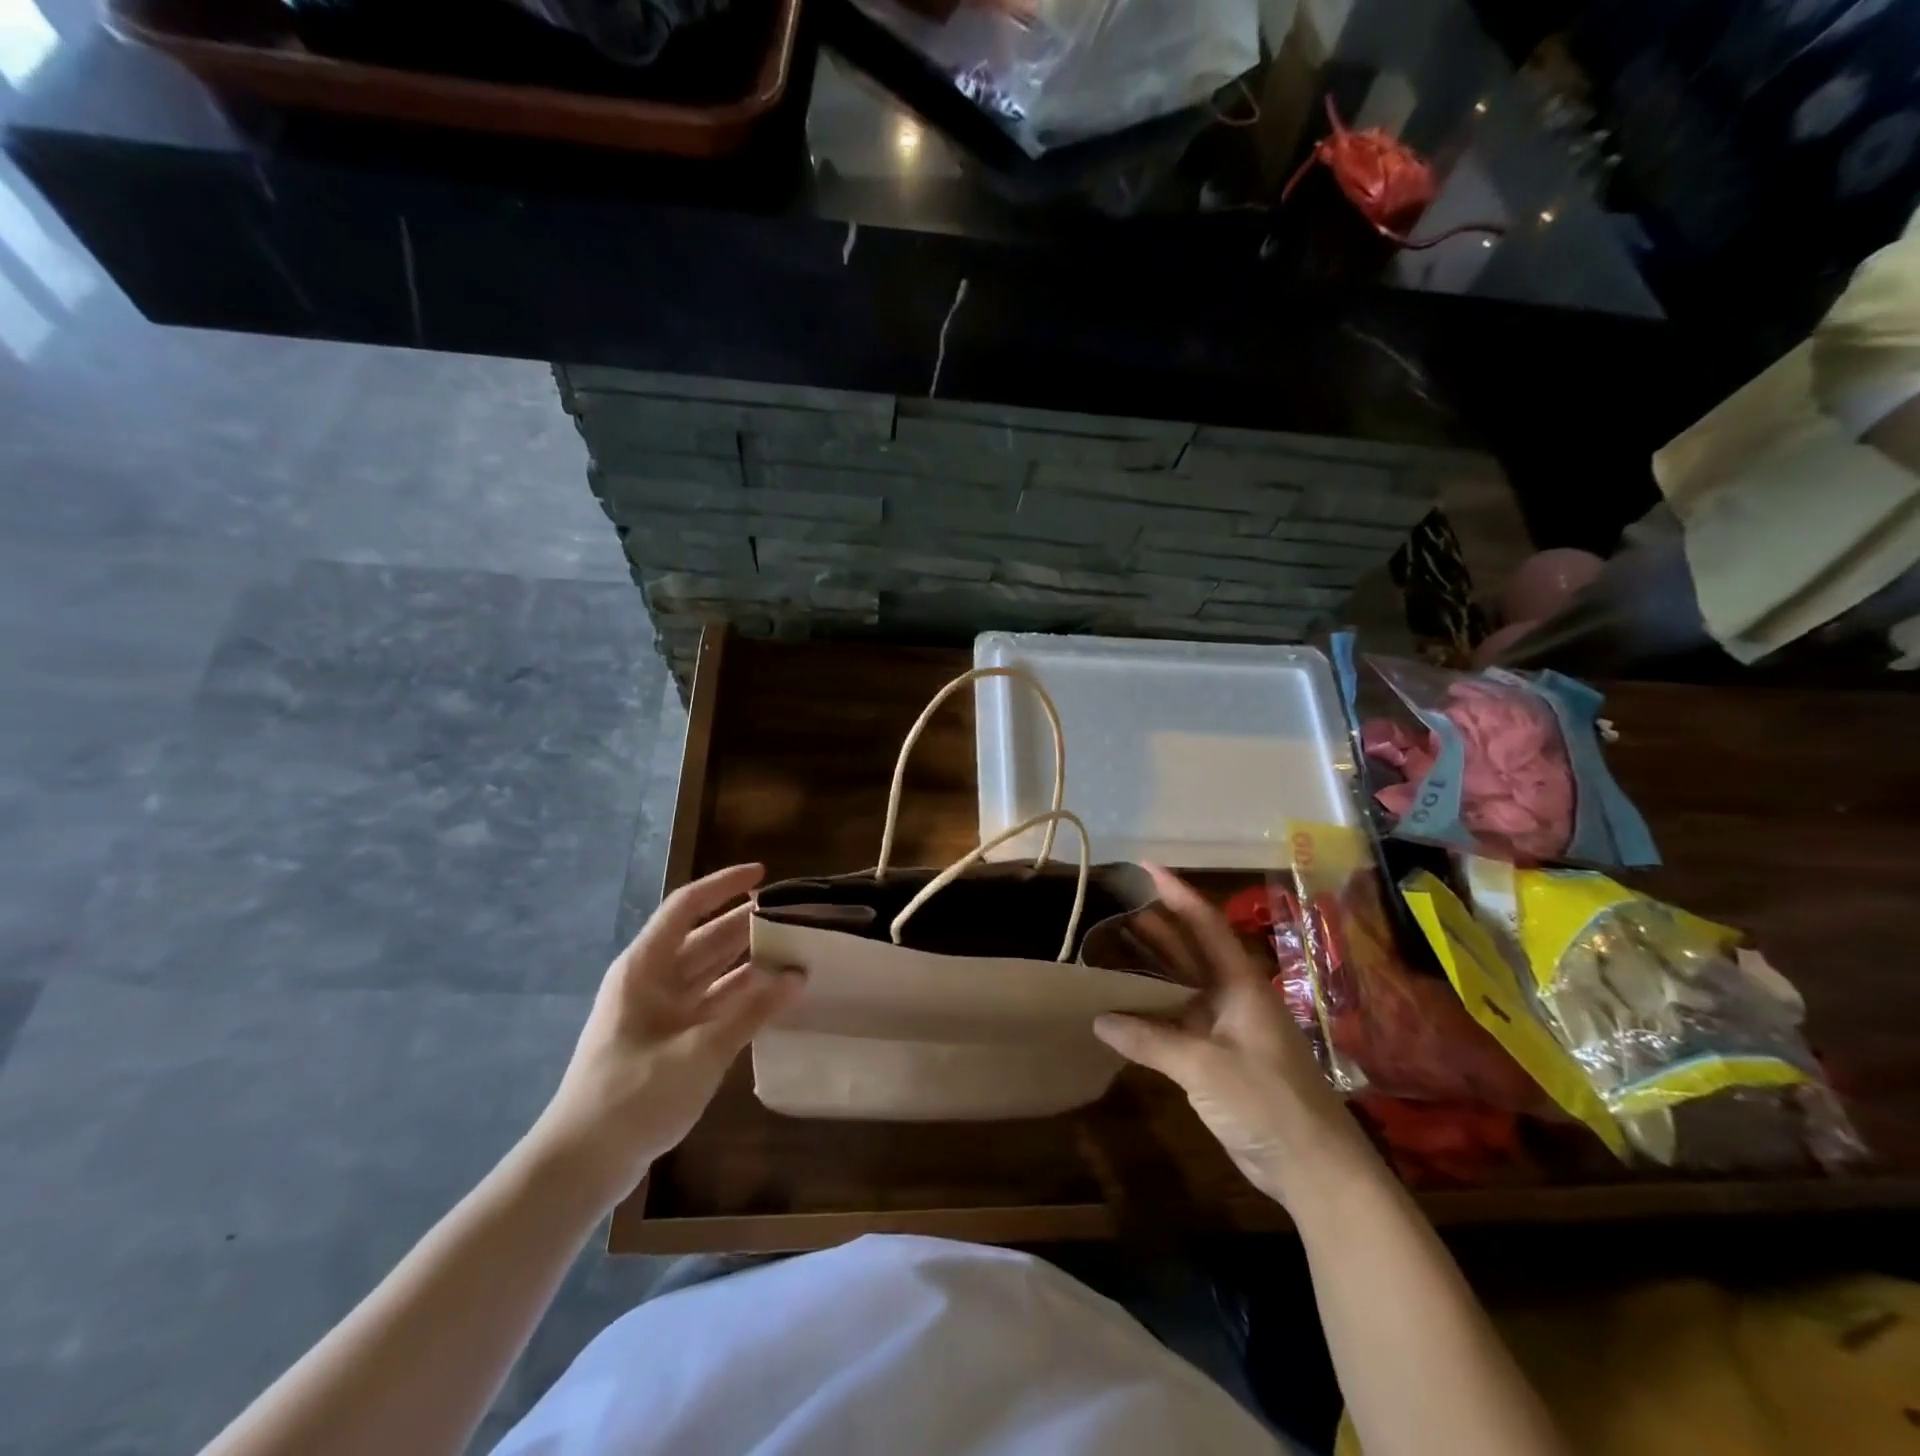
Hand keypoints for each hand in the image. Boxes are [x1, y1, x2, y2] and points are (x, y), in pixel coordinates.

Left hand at [528, 863, 803, 1210]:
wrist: (582, 1166)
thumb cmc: (634, 1095)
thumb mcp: (700, 1051)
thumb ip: (752, 1010)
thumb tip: (798, 975)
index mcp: (646, 968)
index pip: (687, 907)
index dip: (724, 885)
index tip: (763, 874)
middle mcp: (653, 981)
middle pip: (704, 938)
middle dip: (746, 925)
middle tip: (795, 917)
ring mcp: (660, 1013)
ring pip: (711, 973)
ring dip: (748, 963)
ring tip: (794, 952)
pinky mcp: (669, 1042)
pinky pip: (711, 1005)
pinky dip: (740, 999)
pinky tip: (773, 999)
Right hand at [1094, 865, 1373, 1208]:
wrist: (1315, 1170)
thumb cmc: (1268, 1103)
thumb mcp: (1205, 1068)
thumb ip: (1151, 1040)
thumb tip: (1099, 1019)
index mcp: (1241, 985)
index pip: (1205, 924)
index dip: (1176, 893)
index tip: (1145, 867)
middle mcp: (1232, 997)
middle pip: (1189, 950)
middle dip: (1155, 926)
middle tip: (1112, 905)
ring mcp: (1226, 1028)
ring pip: (1181, 986)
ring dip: (1149, 968)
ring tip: (1108, 944)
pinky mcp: (1218, 1057)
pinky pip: (1177, 1021)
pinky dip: (1149, 1011)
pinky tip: (1120, 1008)